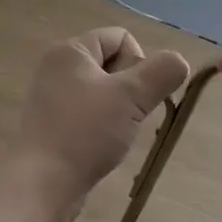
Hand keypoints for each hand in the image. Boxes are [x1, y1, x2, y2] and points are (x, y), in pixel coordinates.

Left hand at [12, 28, 190, 221]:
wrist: (42, 184)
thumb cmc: (85, 132)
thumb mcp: (132, 97)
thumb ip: (162, 72)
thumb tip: (179, 62)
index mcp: (71, 50)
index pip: (121, 37)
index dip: (138, 63)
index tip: (135, 95)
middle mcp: (57, 67)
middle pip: (113, 64)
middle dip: (130, 89)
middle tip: (127, 116)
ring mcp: (51, 97)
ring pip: (103, 91)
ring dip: (119, 110)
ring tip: (114, 134)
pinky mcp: (51, 124)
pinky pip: (88, 113)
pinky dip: (101, 126)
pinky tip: (101, 147)